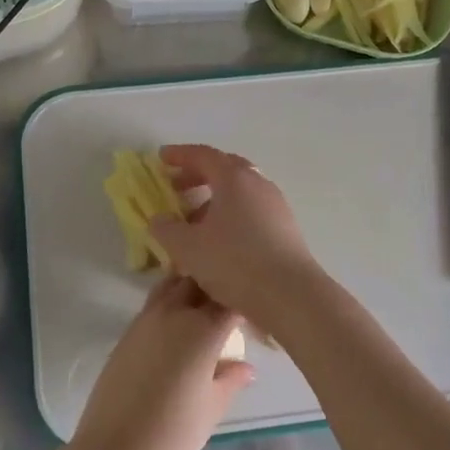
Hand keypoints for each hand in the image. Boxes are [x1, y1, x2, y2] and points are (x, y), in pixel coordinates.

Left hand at [70, 275, 253, 449]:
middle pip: (198, 279)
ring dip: (190, 288)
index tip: (257, 310)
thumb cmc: (173, 437)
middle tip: (231, 304)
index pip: (230, 297)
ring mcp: (145, 320)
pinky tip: (177, 328)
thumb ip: (231, 380)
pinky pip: (153, 304)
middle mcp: (173, 313)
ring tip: (205, 309)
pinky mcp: (126, 334)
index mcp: (202, 329)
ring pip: (172, 285)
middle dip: (216, 284)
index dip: (246, 299)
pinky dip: (169, 304)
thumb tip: (247, 367)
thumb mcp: (212, 408)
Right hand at [150, 144, 327, 328]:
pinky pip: (252, 210)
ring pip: (240, 191)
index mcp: (234, 179)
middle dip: (198, 175)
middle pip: (225, 169)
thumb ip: (167, 229)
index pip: (203, 155)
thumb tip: (159, 219)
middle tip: (176, 187)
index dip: (180, 155)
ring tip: (194, 222)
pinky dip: (231, 214)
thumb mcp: (188, 248)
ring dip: (215, 198)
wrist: (290, 294)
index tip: (161, 158)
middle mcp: (258, 184)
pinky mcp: (286, 228)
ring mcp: (276, 205)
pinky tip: (220, 240)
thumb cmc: (234, 262)